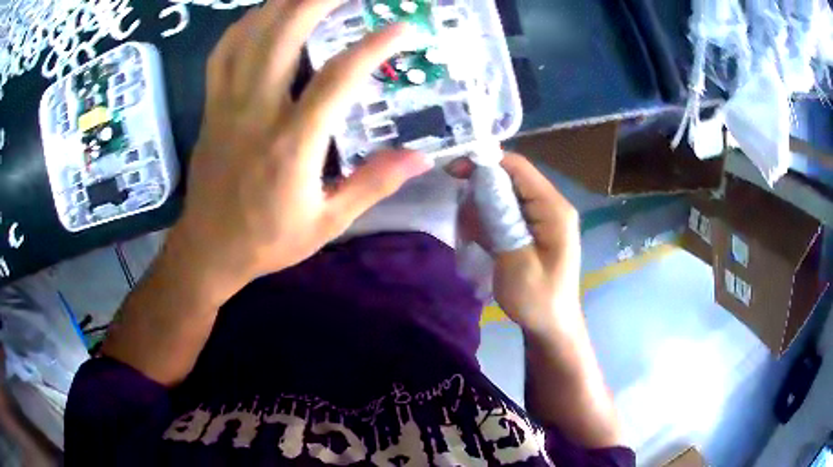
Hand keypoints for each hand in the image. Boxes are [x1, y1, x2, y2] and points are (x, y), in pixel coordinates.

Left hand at [167, 0, 432, 302]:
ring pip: (249, 35)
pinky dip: (245, 25)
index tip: (403, 27)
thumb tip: (422, 158)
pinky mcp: (210, 107)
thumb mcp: (327, 224)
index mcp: (291, 145)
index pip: (337, 79)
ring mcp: (227, 105)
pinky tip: (265, 14)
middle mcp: (256, 113)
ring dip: (283, 4)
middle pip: (283, 35)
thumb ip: (373, 184)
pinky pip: (223, 53)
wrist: (207, 250)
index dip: (373, 47)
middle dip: (319, 0)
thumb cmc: (266, 241)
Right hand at [461, 154, 580, 332]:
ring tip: (472, 234)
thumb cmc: (538, 299)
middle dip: (481, 189)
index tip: (453, 171)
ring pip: (504, 194)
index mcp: (553, 208)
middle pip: (510, 178)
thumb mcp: (517, 263)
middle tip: (463, 215)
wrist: (551, 327)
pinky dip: (488, 220)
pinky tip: (480, 239)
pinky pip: (505, 212)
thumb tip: (477, 185)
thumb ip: (500, 221)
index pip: (518, 167)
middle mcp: (549, 205)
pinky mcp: (531, 228)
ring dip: (482, 208)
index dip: (485, 162)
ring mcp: (541, 216)